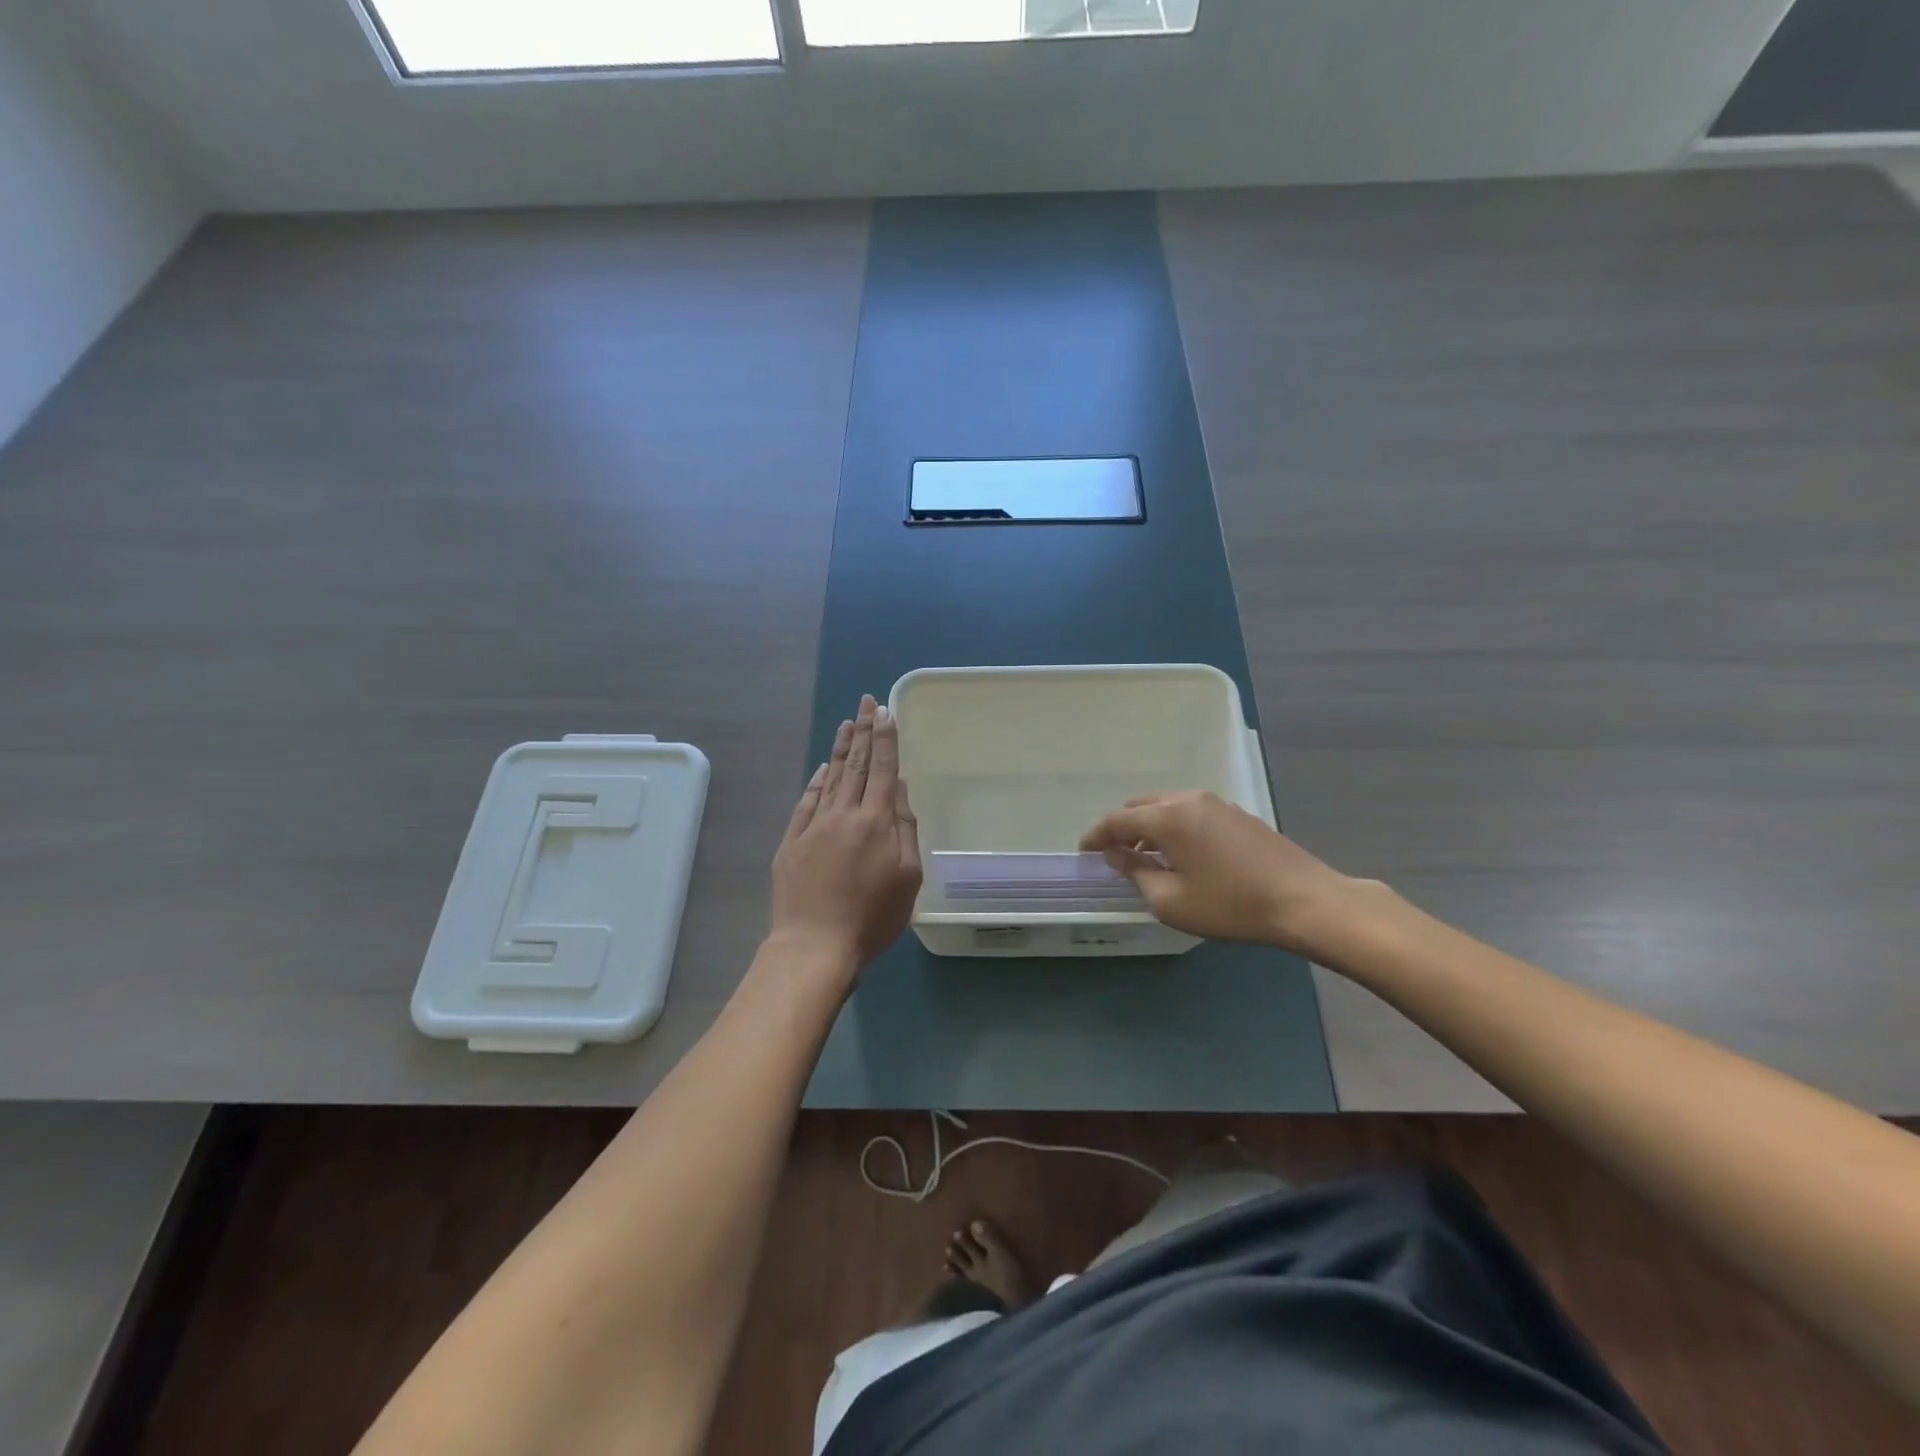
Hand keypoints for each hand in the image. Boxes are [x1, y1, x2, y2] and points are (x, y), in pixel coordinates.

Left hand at [769, 695, 922, 979]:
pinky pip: (806, 802)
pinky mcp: (791, 842)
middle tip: (867, 702)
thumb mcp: (907, 877)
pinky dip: (816, 782)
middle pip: (856, 765)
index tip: (886, 710)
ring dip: (841, 749)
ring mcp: (813, 826)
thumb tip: (899, 788)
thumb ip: (905, 828)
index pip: (883, 769)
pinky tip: (822, 768)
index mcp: (875, 821)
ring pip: (830, 778)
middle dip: (864, 731)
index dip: (886, 738)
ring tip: (848, 723)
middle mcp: (843, 814)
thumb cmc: (872, 917)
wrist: (814, 945)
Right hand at [1079, 791, 1382, 956]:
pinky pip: (1192, 813)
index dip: (1096, 835)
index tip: (1084, 851)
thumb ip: (1137, 874)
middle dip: (1124, 828)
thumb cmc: (1231, 904)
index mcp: (1167, 817)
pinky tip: (1184, 854)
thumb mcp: (1172, 901)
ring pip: (1168, 807)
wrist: (1304, 900)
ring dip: (1151, 827)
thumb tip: (1118, 856)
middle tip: (1116, 856)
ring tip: (1149, 857)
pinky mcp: (1238, 814)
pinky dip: (1176, 827)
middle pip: (1142, 806)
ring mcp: (1217, 804)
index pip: (1118, 820)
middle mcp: (1189, 800)